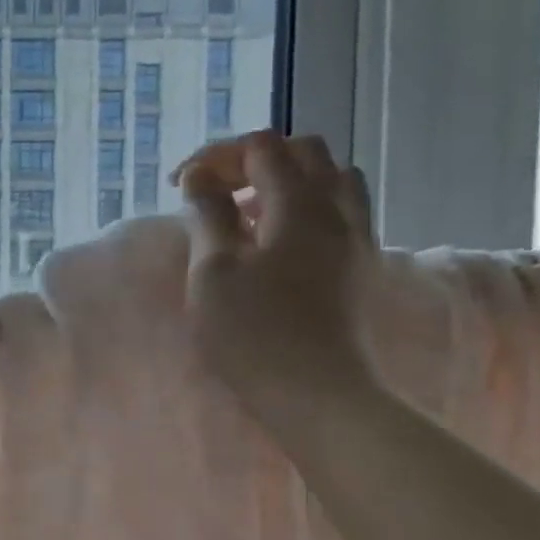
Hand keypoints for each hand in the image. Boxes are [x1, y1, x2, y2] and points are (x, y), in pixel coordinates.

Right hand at [177, 130, 380, 428]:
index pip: (261, 147)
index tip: (181, 185)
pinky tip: (276, 241)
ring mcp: (356, 237)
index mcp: (299, 204)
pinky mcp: (359, 264)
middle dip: (253, 160)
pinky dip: (305, 207)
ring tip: (248, 213)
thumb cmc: (252, 331)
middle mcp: (337, 209)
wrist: (314, 392)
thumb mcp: (212, 270)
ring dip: (285, 181)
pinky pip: (339, 210)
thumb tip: (200, 177)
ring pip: (331, 178)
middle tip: (216, 190)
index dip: (217, 155)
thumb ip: (207, 214)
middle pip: (304, 152)